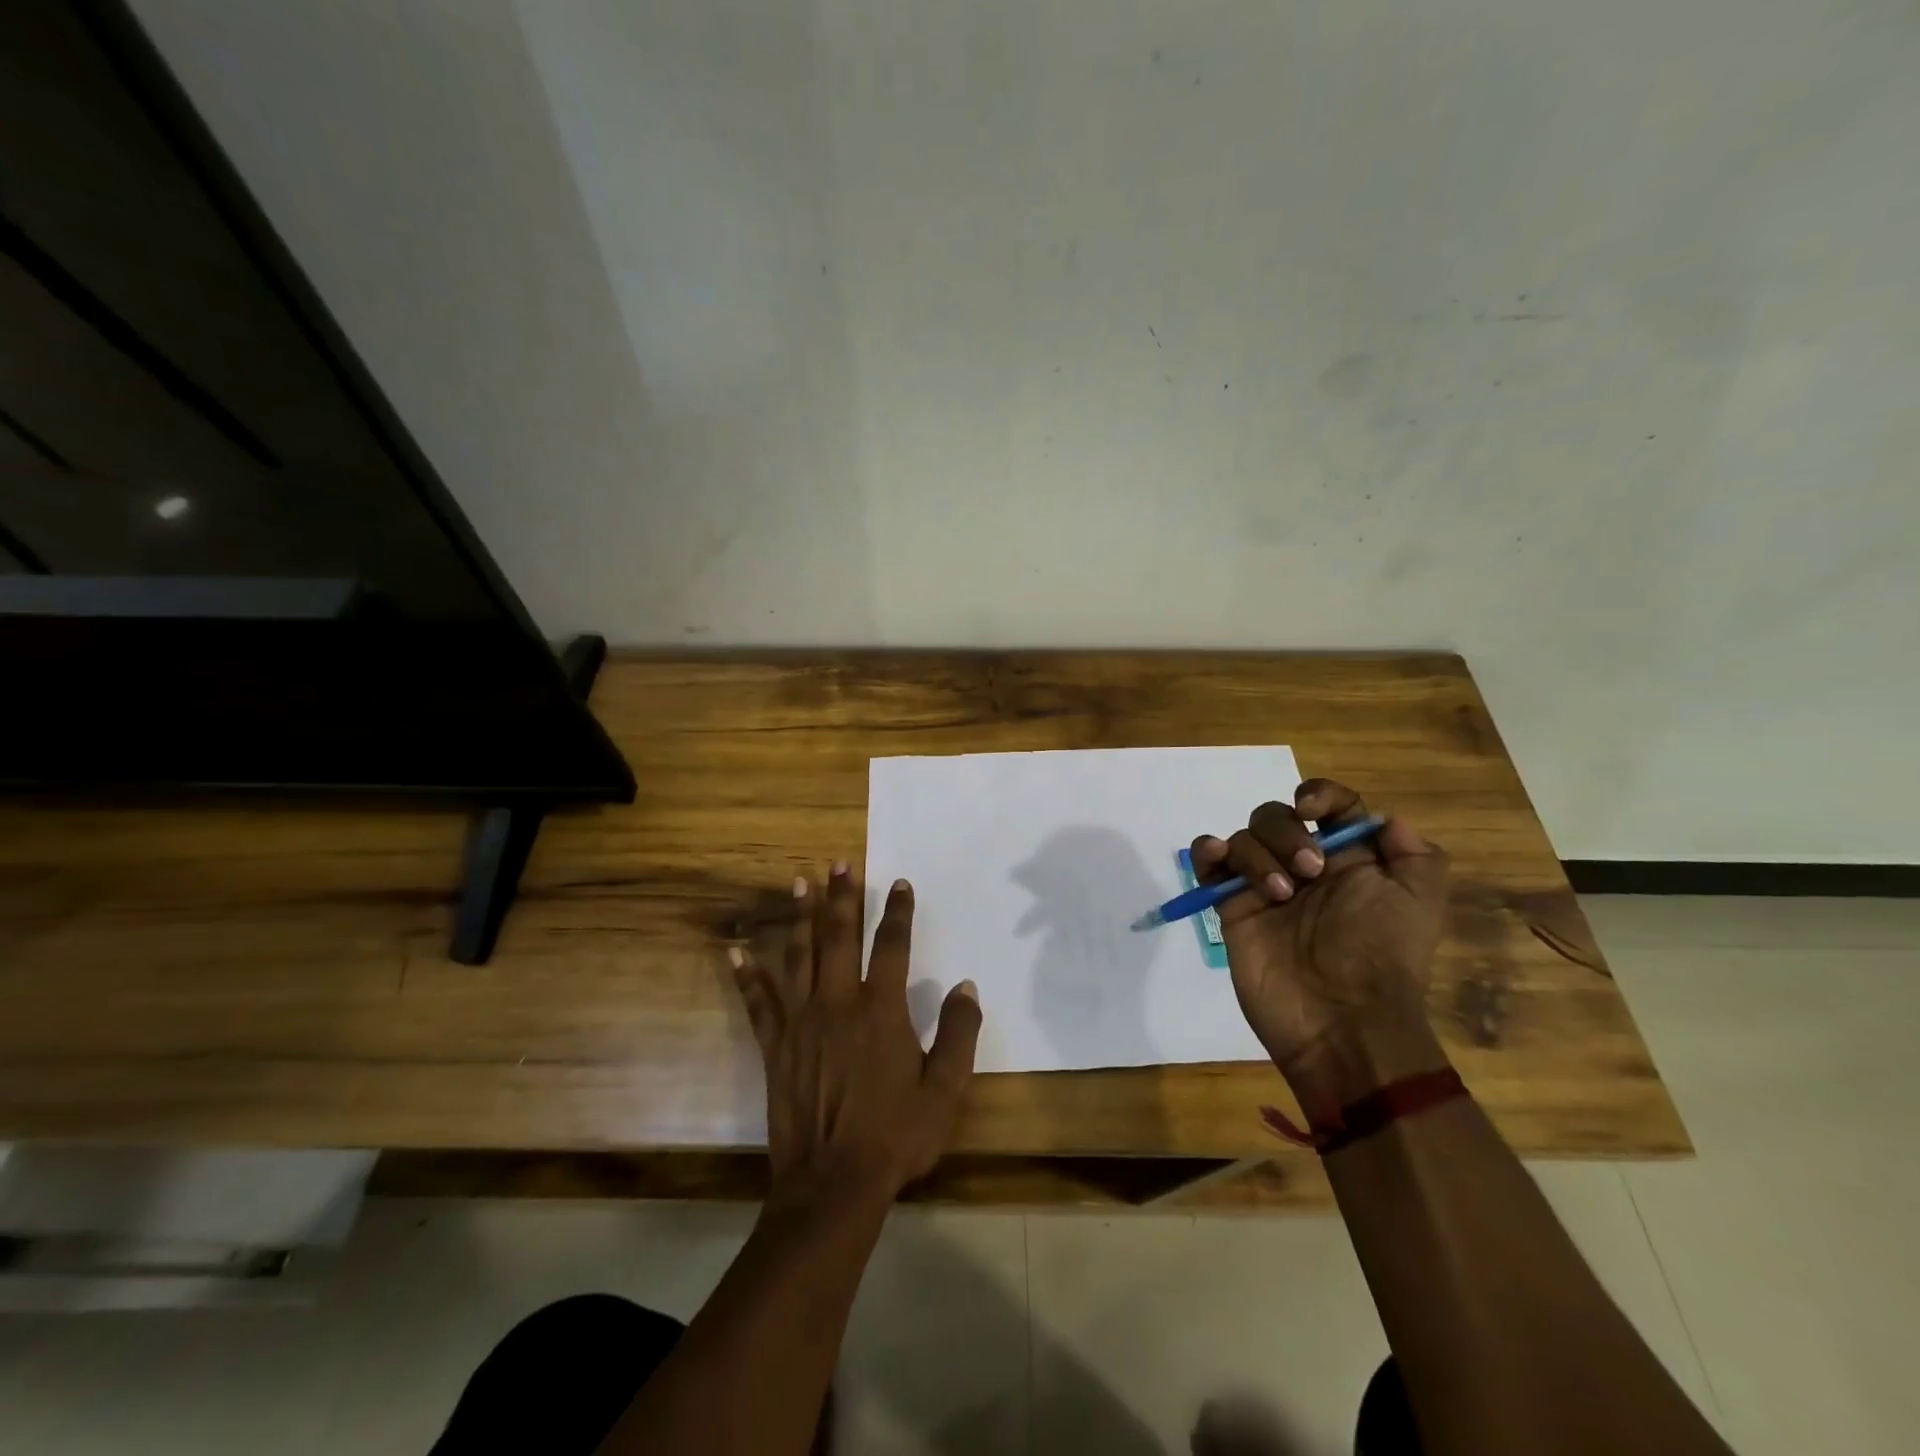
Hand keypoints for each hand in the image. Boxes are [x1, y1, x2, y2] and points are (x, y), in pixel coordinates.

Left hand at [730, 865, 981, 1207]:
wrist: (833, 1184)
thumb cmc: (895, 1136)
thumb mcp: (944, 1090)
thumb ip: (958, 1033)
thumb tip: (965, 986)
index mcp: (881, 1010)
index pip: (892, 945)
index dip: (898, 911)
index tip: (899, 883)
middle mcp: (838, 1003)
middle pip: (839, 937)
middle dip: (842, 896)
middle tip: (840, 862)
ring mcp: (801, 1022)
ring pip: (798, 956)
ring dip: (800, 917)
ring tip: (798, 882)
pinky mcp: (774, 1046)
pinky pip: (758, 1002)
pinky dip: (746, 975)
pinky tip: (735, 951)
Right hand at [1192, 779, 1450, 1108]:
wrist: (1342, 1022)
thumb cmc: (1383, 957)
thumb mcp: (1421, 904)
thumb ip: (1416, 855)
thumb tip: (1385, 820)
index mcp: (1349, 860)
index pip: (1329, 805)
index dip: (1319, 795)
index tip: (1314, 811)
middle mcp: (1304, 866)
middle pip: (1278, 815)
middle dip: (1288, 833)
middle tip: (1309, 871)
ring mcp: (1264, 886)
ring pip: (1244, 836)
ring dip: (1258, 854)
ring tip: (1279, 894)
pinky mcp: (1232, 907)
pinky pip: (1209, 863)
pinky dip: (1208, 851)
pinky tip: (1218, 860)